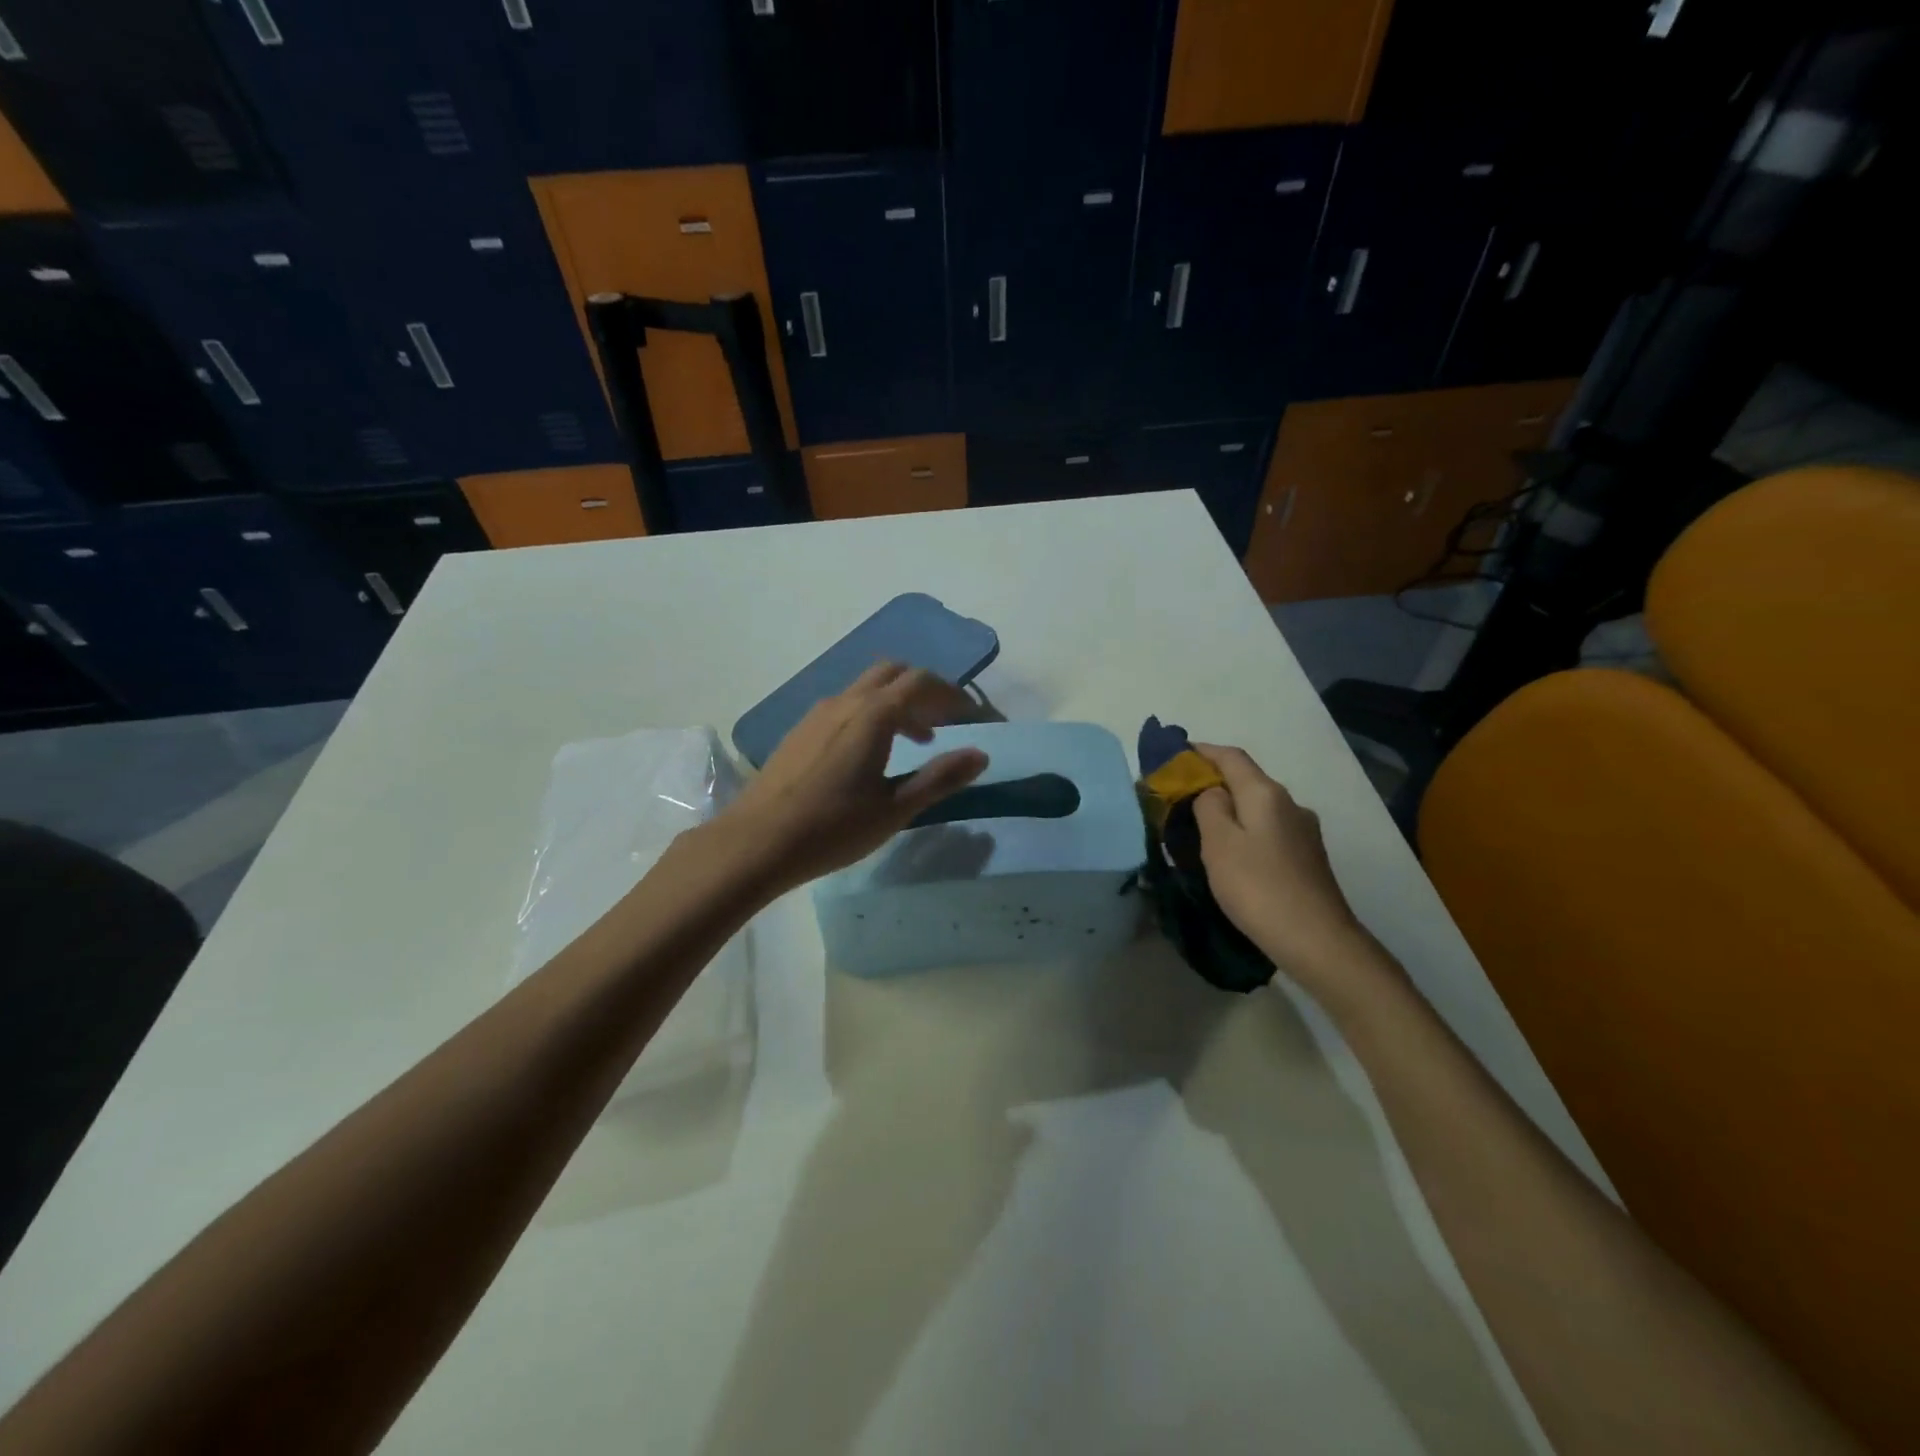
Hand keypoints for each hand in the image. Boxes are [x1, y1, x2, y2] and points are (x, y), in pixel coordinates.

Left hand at [724, 663, 988, 892]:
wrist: (755, 842)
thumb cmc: (833, 828)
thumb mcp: (895, 808)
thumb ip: (940, 778)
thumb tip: (981, 755)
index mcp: (873, 714)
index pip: (922, 682)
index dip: (953, 694)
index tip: (973, 716)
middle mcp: (845, 701)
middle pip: (893, 672)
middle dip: (924, 689)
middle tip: (944, 722)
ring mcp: (817, 713)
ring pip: (866, 688)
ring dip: (897, 702)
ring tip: (915, 741)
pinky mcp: (800, 730)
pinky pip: (846, 705)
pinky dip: (871, 713)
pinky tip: (870, 754)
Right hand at [1190, 743, 1369, 989]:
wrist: (1317, 941)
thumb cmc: (1258, 887)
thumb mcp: (1219, 843)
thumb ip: (1209, 807)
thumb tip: (1213, 792)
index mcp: (1266, 794)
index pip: (1230, 757)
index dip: (1201, 751)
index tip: (1174, 755)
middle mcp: (1289, 805)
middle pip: (1246, 780)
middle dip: (1213, 782)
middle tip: (1178, 796)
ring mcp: (1303, 832)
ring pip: (1257, 808)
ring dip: (1229, 809)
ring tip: (1199, 827)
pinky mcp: (1307, 858)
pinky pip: (1267, 831)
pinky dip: (1244, 831)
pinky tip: (1231, 853)